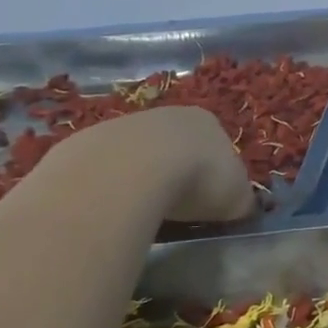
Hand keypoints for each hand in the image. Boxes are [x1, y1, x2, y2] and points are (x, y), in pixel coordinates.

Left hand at [57, 106, 256, 225]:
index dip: (216, 172)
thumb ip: (242, 200)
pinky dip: (110, 187)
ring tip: (143, 213)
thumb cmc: (197, 179)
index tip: (212, 199)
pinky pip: (105, 169)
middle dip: (177, 172)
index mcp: (207, 121)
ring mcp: (123, 125)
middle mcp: (167, 115)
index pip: (217, 144)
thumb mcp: (237, 197)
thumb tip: (241, 208)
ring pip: (138, 155)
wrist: (129, 172)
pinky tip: (113, 210)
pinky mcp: (86, 143)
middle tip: (178, 207)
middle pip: (176, 145)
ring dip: (142, 179)